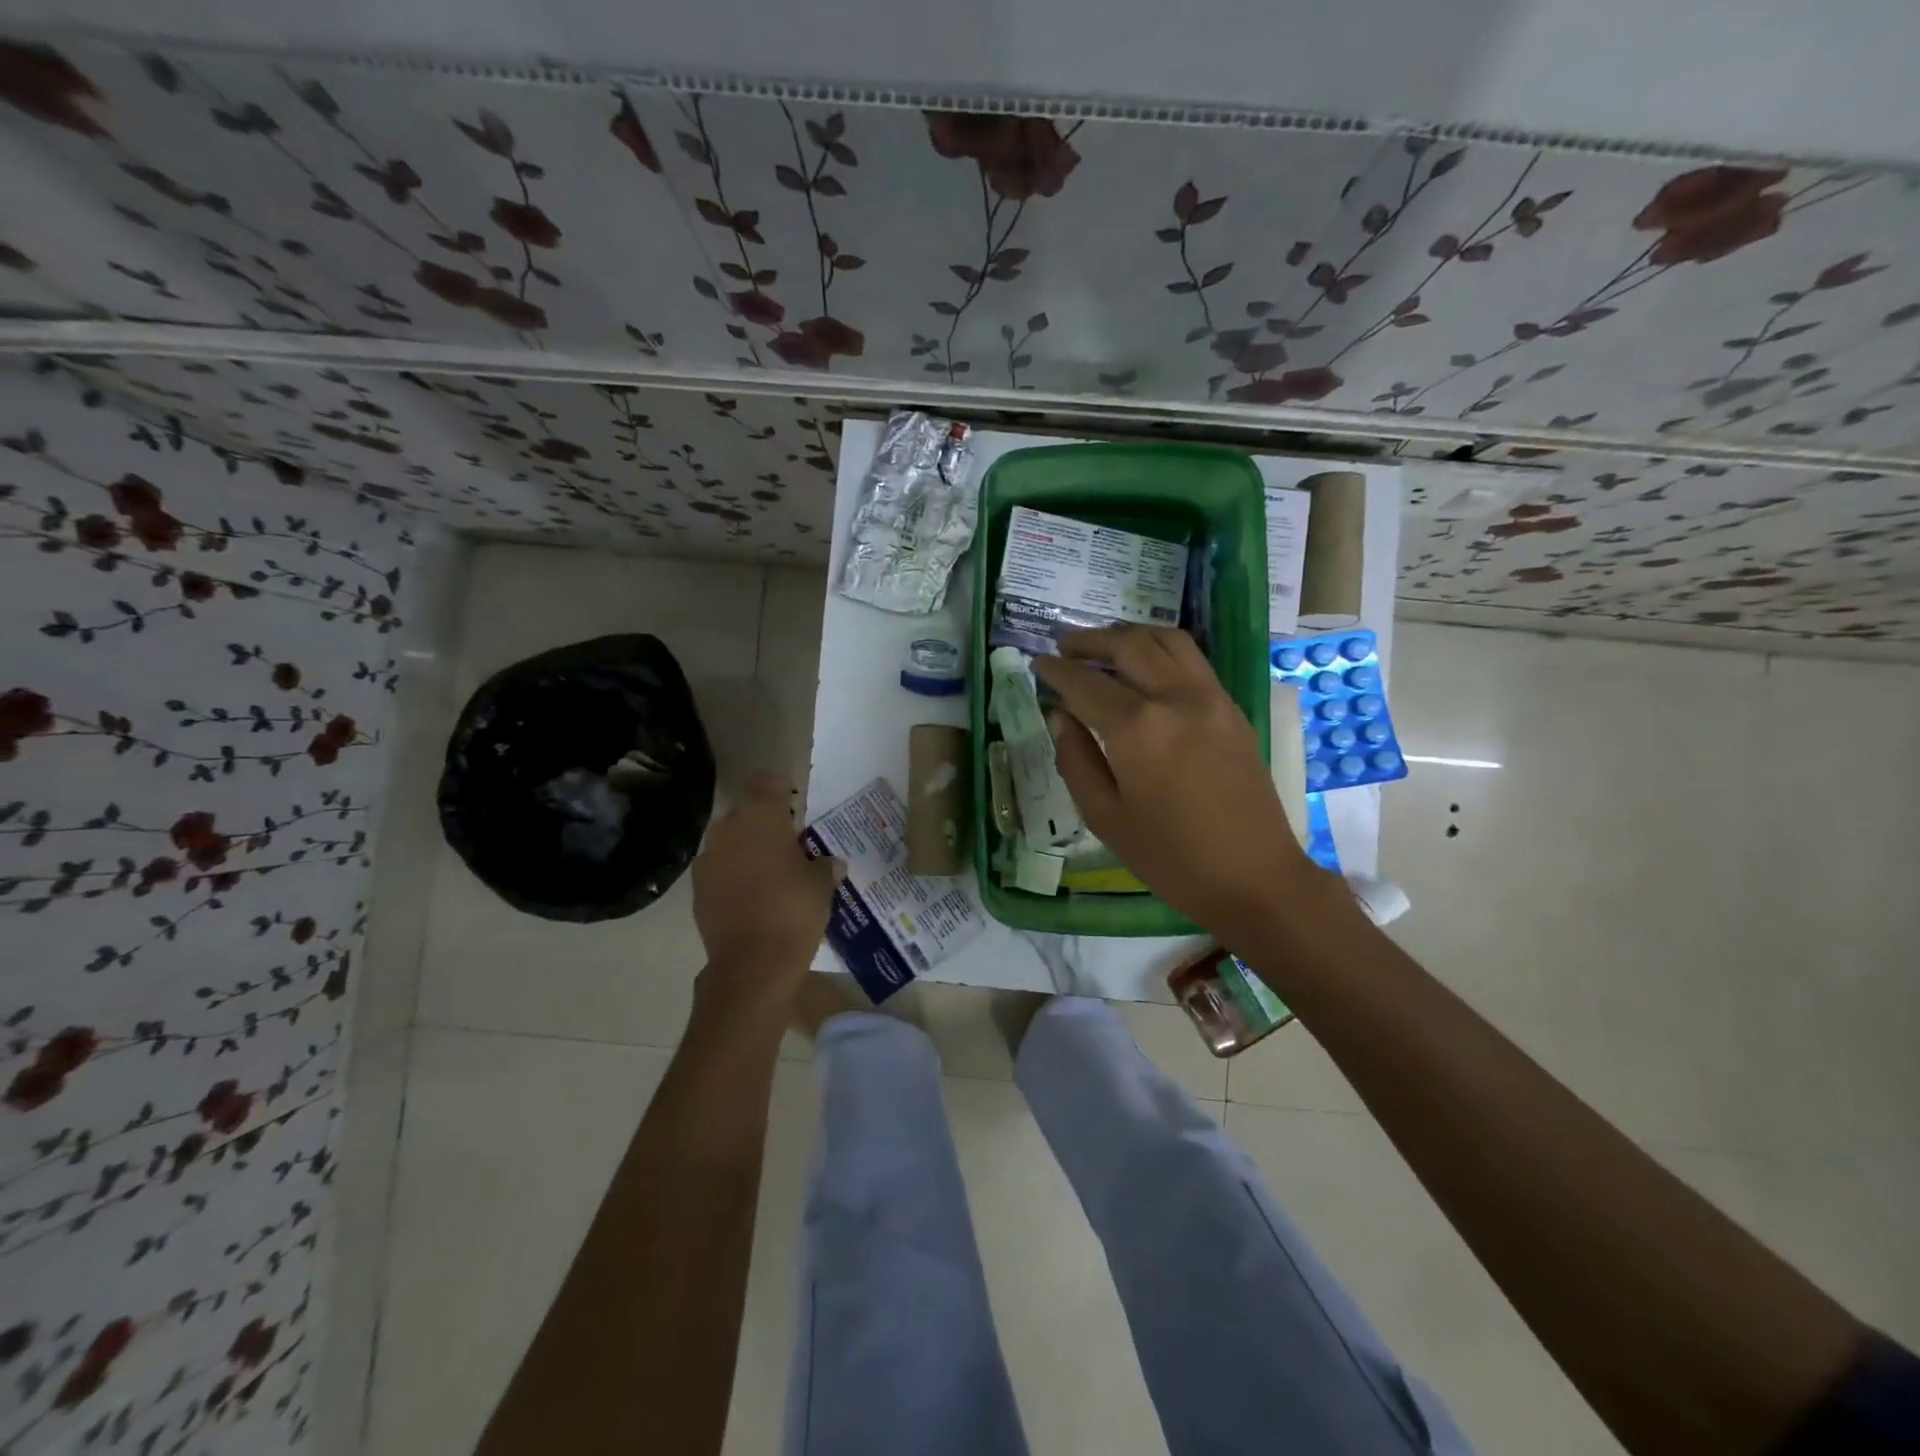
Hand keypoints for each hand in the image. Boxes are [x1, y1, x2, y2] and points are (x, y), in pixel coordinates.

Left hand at [692, 773, 840, 1009]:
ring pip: (730, 843)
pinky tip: (752, 897)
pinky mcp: (697, 890)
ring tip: (770, 874)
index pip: (766, 782)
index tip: (795, 804)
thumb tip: (831, 863)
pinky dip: (733, 877)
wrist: (752, 964)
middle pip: (745, 813)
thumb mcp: (822, 885)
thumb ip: (825, 866)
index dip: (780, 789)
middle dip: (763, 824)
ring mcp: (708, 860)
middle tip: (788, 845)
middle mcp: (729, 829)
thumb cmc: (794, 910)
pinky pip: (719, 871)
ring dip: (746, 851)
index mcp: (761, 817)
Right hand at [1033, 626, 1324, 947]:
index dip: (1056, 670)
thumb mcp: (1104, 817)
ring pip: (1167, 641)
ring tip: (1105, 646)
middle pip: (1128, 646)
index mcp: (1137, 728)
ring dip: (1130, 635)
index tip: (1037, 662)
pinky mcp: (1232, 708)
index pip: (1085, 683)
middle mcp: (1175, 698)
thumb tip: (1059, 717)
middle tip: (1064, 645)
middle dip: (1090, 641)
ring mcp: (1210, 698)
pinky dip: (1162, 649)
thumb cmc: (1170, 858)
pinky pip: (1193, 660)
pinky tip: (1147, 666)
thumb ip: (1075, 760)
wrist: (1254, 877)